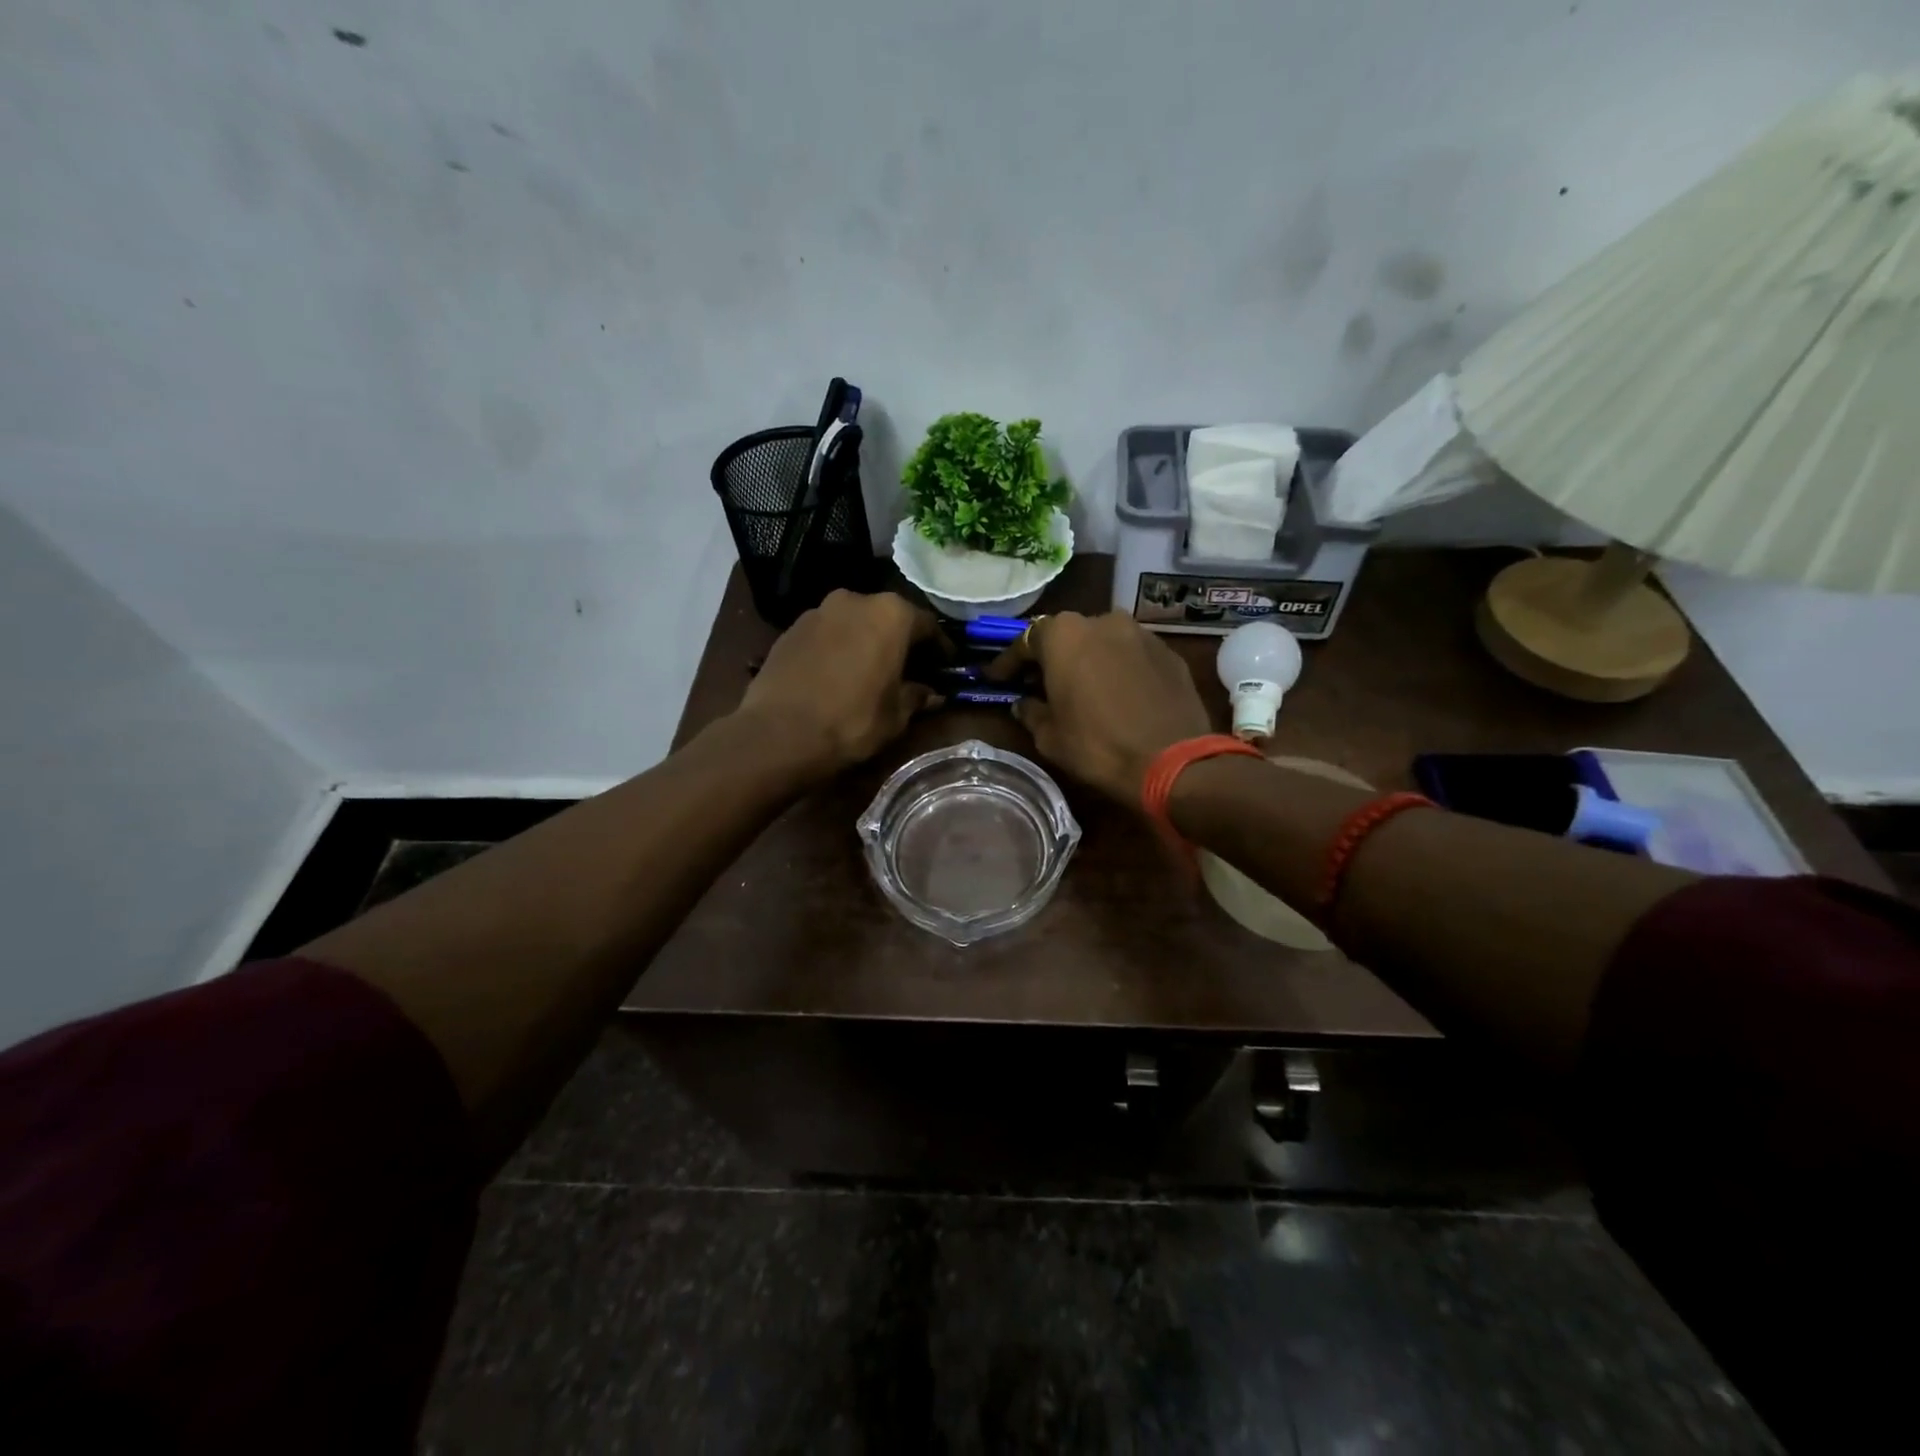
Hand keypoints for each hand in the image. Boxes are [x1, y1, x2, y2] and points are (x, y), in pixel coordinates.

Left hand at [738, 590, 939, 775]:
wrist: (779, 733)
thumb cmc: (852, 720)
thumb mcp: (896, 715)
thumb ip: (917, 697)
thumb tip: (932, 694)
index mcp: (891, 614)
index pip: (928, 625)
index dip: (939, 647)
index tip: (946, 665)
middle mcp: (855, 600)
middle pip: (888, 617)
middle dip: (900, 640)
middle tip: (908, 667)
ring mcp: (818, 611)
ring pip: (854, 623)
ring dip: (866, 641)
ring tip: (870, 670)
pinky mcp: (790, 629)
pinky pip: (826, 634)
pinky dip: (838, 648)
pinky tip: (837, 674)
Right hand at [989, 611, 1210, 806]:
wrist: (1174, 761)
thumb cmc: (1098, 746)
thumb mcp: (1050, 737)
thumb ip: (1031, 712)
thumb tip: (1023, 704)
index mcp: (1065, 635)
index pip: (1025, 641)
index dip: (1008, 663)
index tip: (996, 679)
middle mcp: (1102, 621)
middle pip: (1066, 635)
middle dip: (1051, 657)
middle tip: (1039, 683)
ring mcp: (1141, 634)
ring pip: (1103, 641)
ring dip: (1088, 659)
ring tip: (1082, 688)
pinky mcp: (1169, 653)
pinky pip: (1132, 655)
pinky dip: (1119, 668)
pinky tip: (1118, 694)